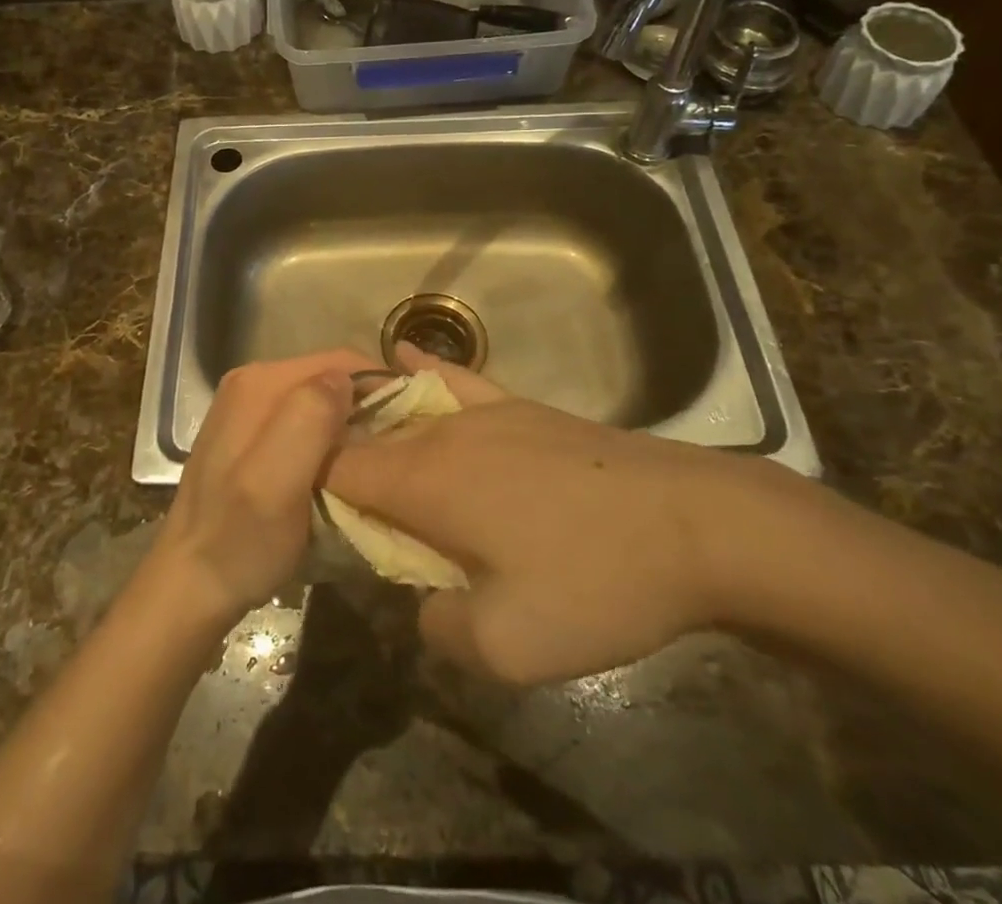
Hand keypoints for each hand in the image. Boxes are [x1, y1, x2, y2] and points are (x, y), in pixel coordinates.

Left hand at [147, 349, 375, 633]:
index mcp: (259, 383)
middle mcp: (253, 383)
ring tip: (372, 464)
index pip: (339, 361)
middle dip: (366, 408)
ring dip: (349, 428)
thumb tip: (345, 379)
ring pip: (320, 402)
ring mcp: (249, 409)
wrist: (191, 586)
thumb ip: (308, 420)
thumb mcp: (276, 483)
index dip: (380, 386)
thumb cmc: (239, 540)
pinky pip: (304, 423)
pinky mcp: (251, 435)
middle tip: (393, 451)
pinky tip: (338, 473)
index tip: (411, 424)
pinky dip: (329, 442)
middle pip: (329, 379)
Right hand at [327, 345, 770, 685]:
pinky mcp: (522, 408)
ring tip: (359, 447)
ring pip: (406, 410)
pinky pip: (457, 381)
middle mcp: (442, 432)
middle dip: (342, 464)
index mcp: (424, 481)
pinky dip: (424, 371)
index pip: (336, 469)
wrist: (694, 524)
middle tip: (343, 511)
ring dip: (376, 427)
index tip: (306, 519)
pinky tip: (406, 355)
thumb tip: (423, 601)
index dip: (310, 488)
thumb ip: (440, 627)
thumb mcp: (510, 646)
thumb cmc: (595, 582)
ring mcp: (485, 411)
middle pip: (368, 439)